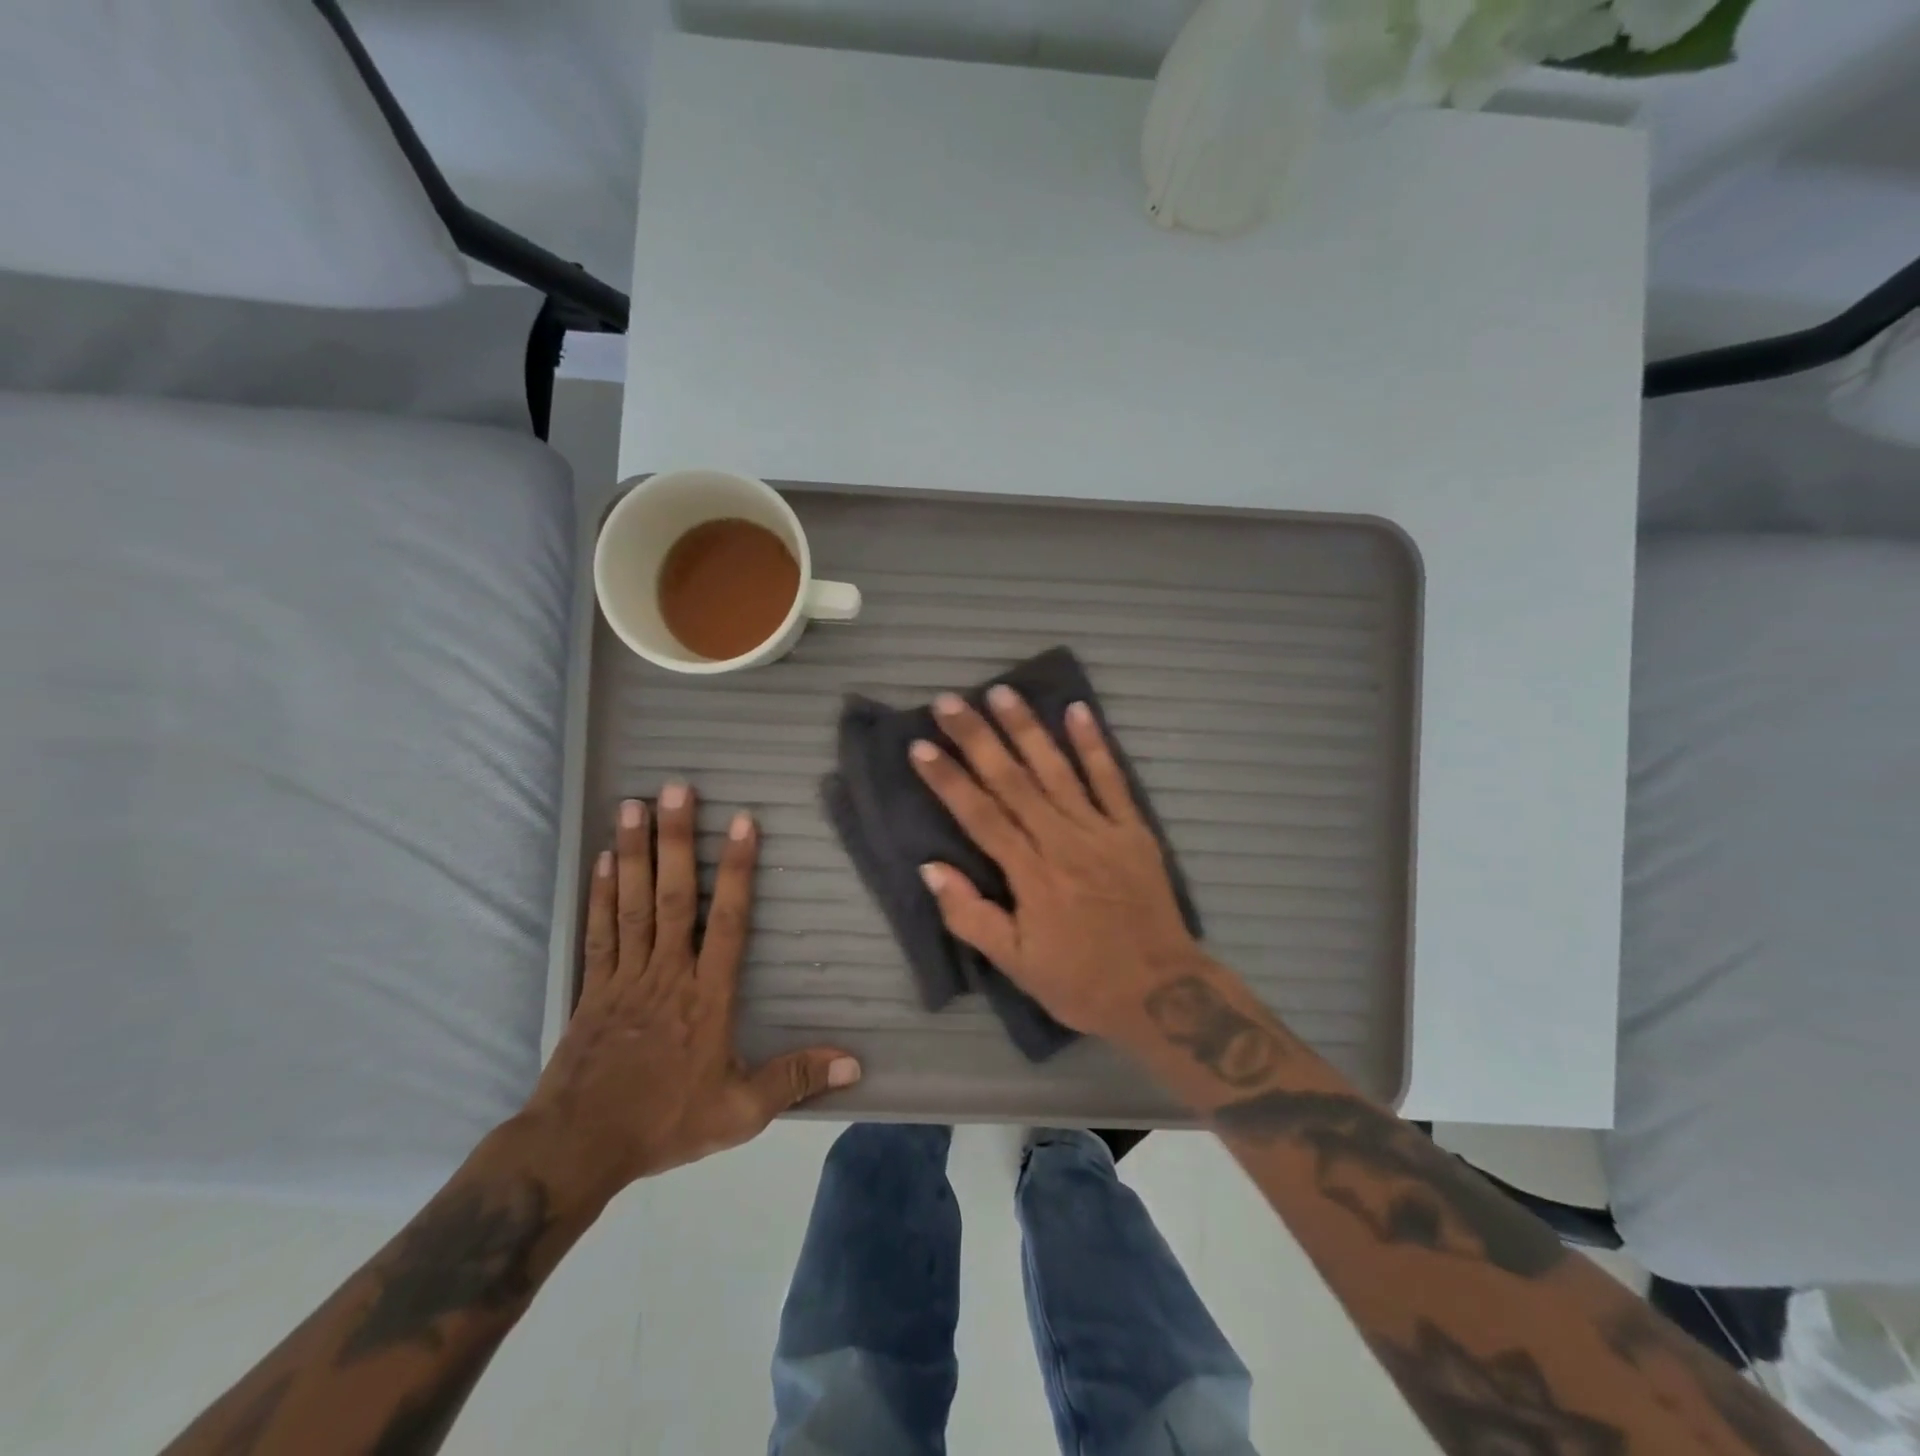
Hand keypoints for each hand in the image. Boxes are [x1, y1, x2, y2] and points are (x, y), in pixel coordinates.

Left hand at [525, 786, 859, 1196]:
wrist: (577, 1148)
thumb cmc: (665, 1122)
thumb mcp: (740, 1110)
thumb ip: (795, 1078)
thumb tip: (854, 1064)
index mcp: (706, 995)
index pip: (727, 920)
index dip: (736, 870)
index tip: (741, 823)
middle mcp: (667, 972)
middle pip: (673, 896)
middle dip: (676, 840)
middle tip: (676, 789)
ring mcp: (625, 975)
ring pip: (633, 903)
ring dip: (635, 852)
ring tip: (635, 804)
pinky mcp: (592, 988)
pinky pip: (600, 931)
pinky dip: (601, 892)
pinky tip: (605, 858)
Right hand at [909, 687, 1204, 1039]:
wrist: (1162, 992)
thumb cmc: (1080, 982)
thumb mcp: (1015, 964)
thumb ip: (970, 916)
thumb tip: (931, 868)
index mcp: (1031, 875)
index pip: (980, 815)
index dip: (948, 779)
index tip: (921, 746)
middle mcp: (1062, 841)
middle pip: (1013, 781)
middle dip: (978, 738)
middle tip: (950, 701)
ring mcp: (1101, 831)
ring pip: (1058, 770)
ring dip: (1028, 729)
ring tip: (1002, 692)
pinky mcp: (1133, 830)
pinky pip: (1112, 780)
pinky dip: (1095, 745)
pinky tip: (1078, 710)